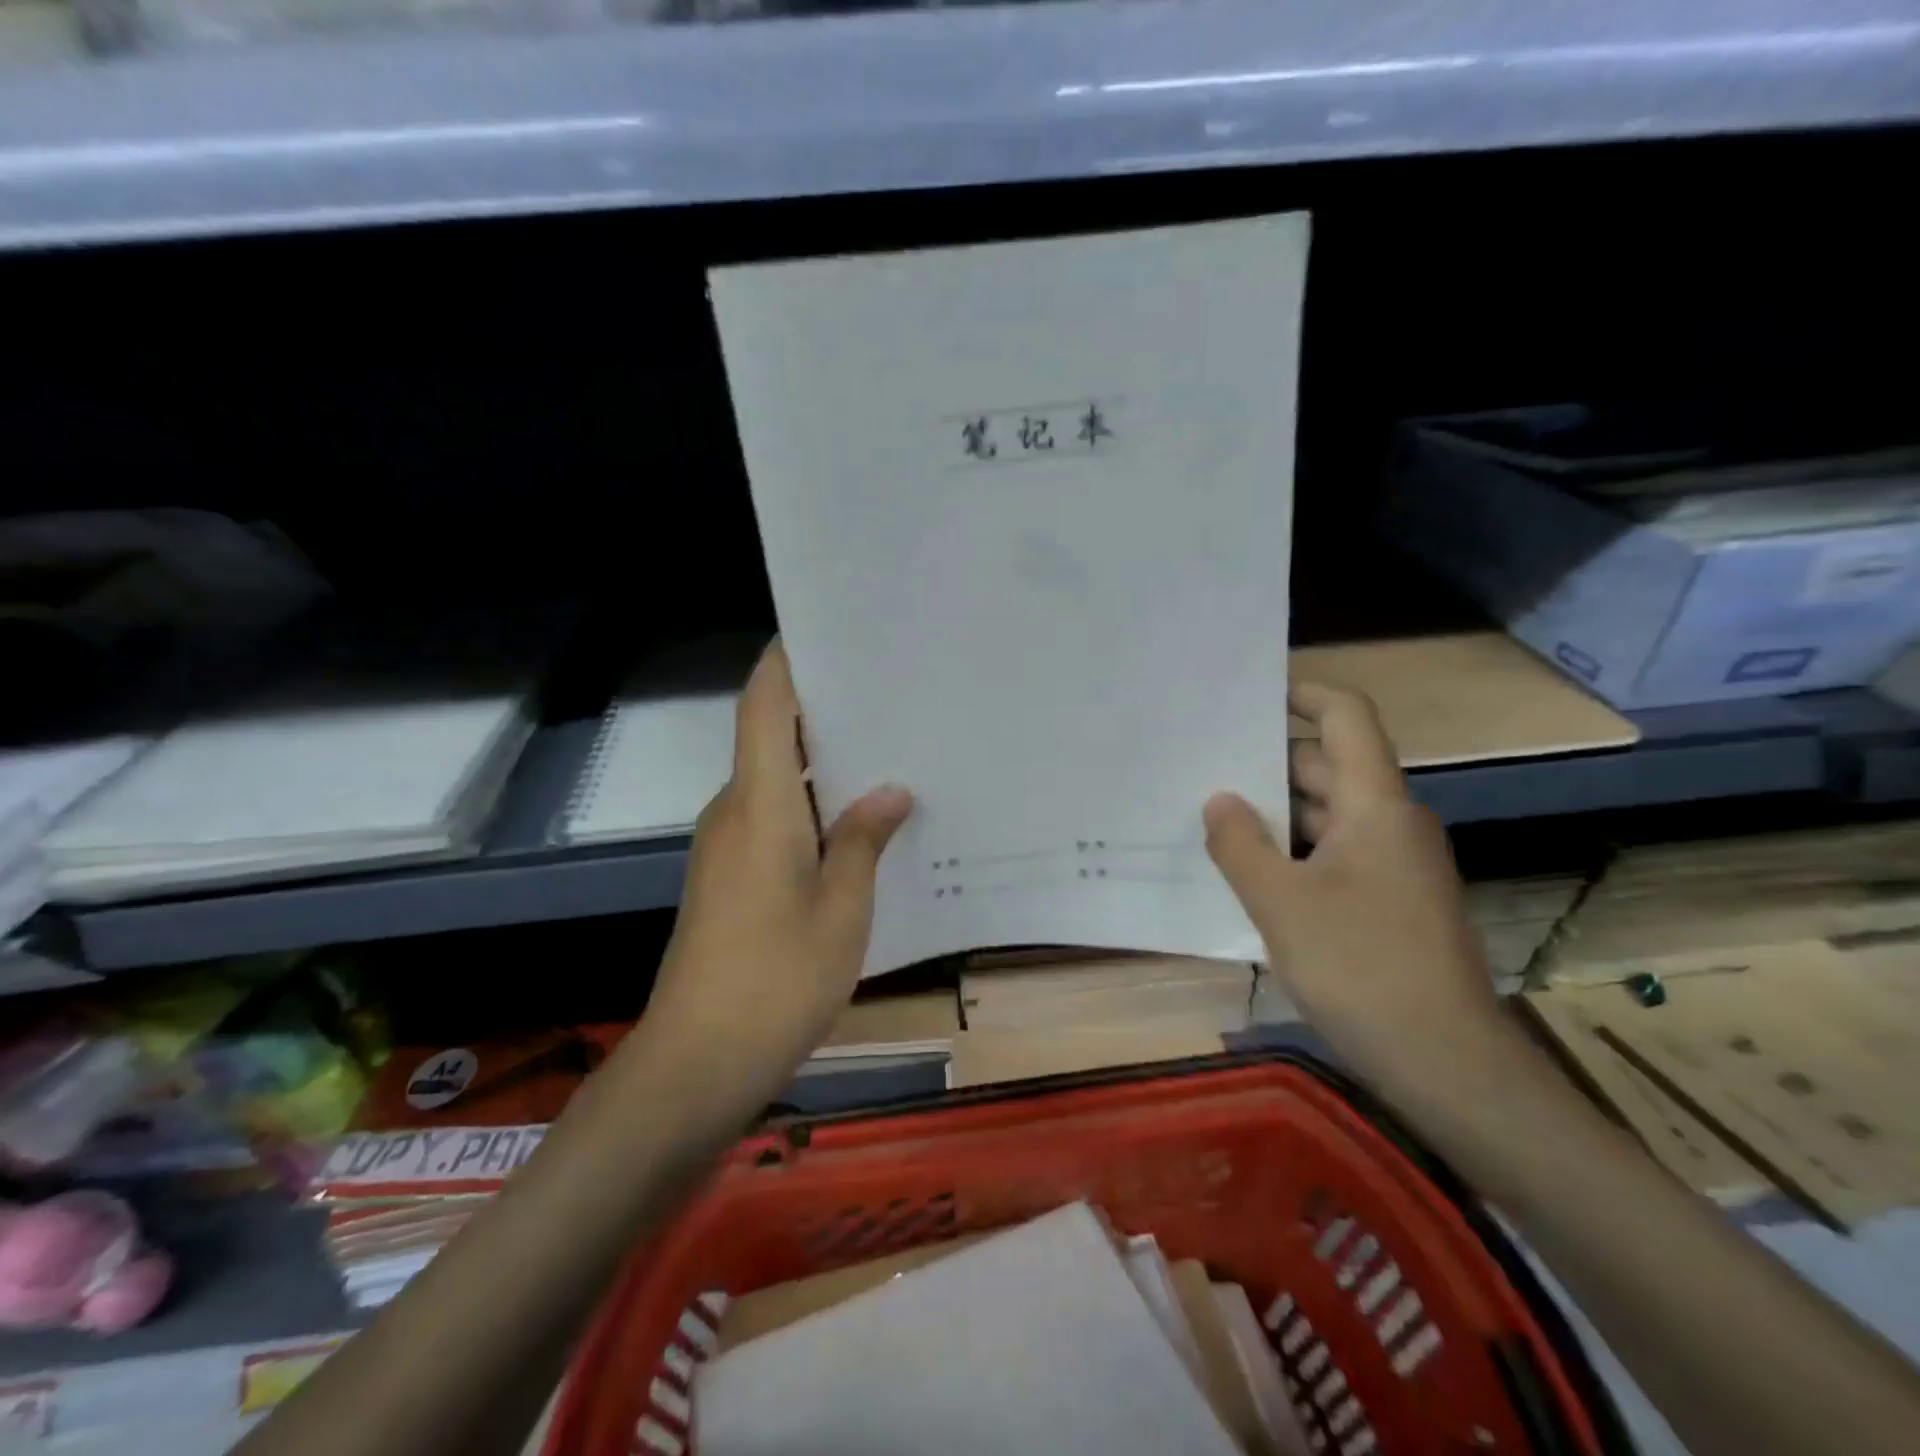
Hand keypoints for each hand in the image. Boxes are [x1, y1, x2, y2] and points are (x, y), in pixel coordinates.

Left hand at [638, 641, 912, 1111]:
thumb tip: (890, 793)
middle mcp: (733, 812)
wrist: (697, 1062)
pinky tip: (857, 825)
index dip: (786, 663)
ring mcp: (725, 847)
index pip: (764, 708)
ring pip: (774, 782)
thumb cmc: (777, 979)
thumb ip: (863, 841)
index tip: (823, 633)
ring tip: (888, 756)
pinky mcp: (727, 878)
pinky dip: (810, 808)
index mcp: (759, 805)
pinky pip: (771, 819)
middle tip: (888, 699)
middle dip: (823, 713)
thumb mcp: (842, 909)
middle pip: (772, 738)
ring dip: (821, 766)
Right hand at [1203, 682, 1501, 1093]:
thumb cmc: (1363, 969)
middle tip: (1202, 763)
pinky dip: (1293, 850)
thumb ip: (1240, 844)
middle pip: (1328, 766)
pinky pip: (1334, 852)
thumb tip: (1218, 799)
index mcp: (1376, 806)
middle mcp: (1391, 822)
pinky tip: (1249, 870)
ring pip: (1328, 814)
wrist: (1448, 1064)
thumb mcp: (1281, 904)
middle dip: (1268, 761)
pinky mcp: (1390, 900)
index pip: (1347, 718)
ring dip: (1276, 811)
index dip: (1303, 693)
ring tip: (1212, 814)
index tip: (1251, 692)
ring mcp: (1395, 863)